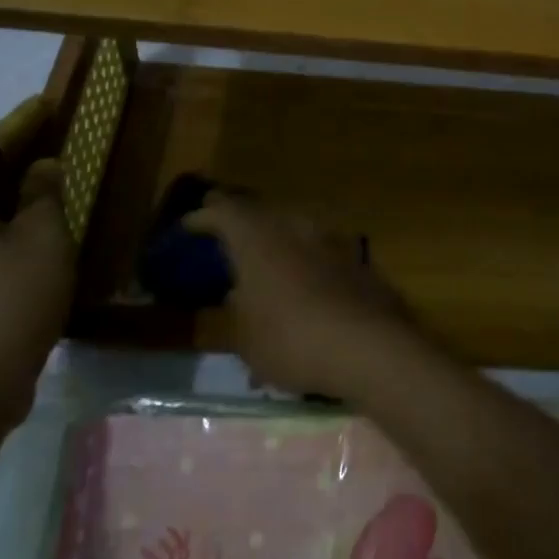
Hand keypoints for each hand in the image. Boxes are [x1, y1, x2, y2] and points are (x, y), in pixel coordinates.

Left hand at [0, 153, 74, 429]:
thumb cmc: (8, 301)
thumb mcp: (43, 239)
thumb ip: (45, 194)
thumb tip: (43, 168)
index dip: (21, 126)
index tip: (47, 105)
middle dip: (18, 170)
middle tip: (59, 155)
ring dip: (14, 209)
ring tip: (56, 200)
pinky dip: (6, 240)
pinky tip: (38, 247)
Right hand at [184, 193, 419, 398]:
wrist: (369, 346)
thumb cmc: (292, 341)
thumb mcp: (247, 339)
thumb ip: (239, 311)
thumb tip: (240, 295)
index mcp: (257, 239)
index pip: (223, 212)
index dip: (204, 217)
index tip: (190, 225)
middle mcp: (294, 227)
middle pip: (262, 212)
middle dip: (243, 220)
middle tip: (227, 231)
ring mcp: (331, 239)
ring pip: (296, 227)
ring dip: (279, 237)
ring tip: (267, 255)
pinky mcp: (359, 259)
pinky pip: (322, 250)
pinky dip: (309, 260)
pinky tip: (307, 280)